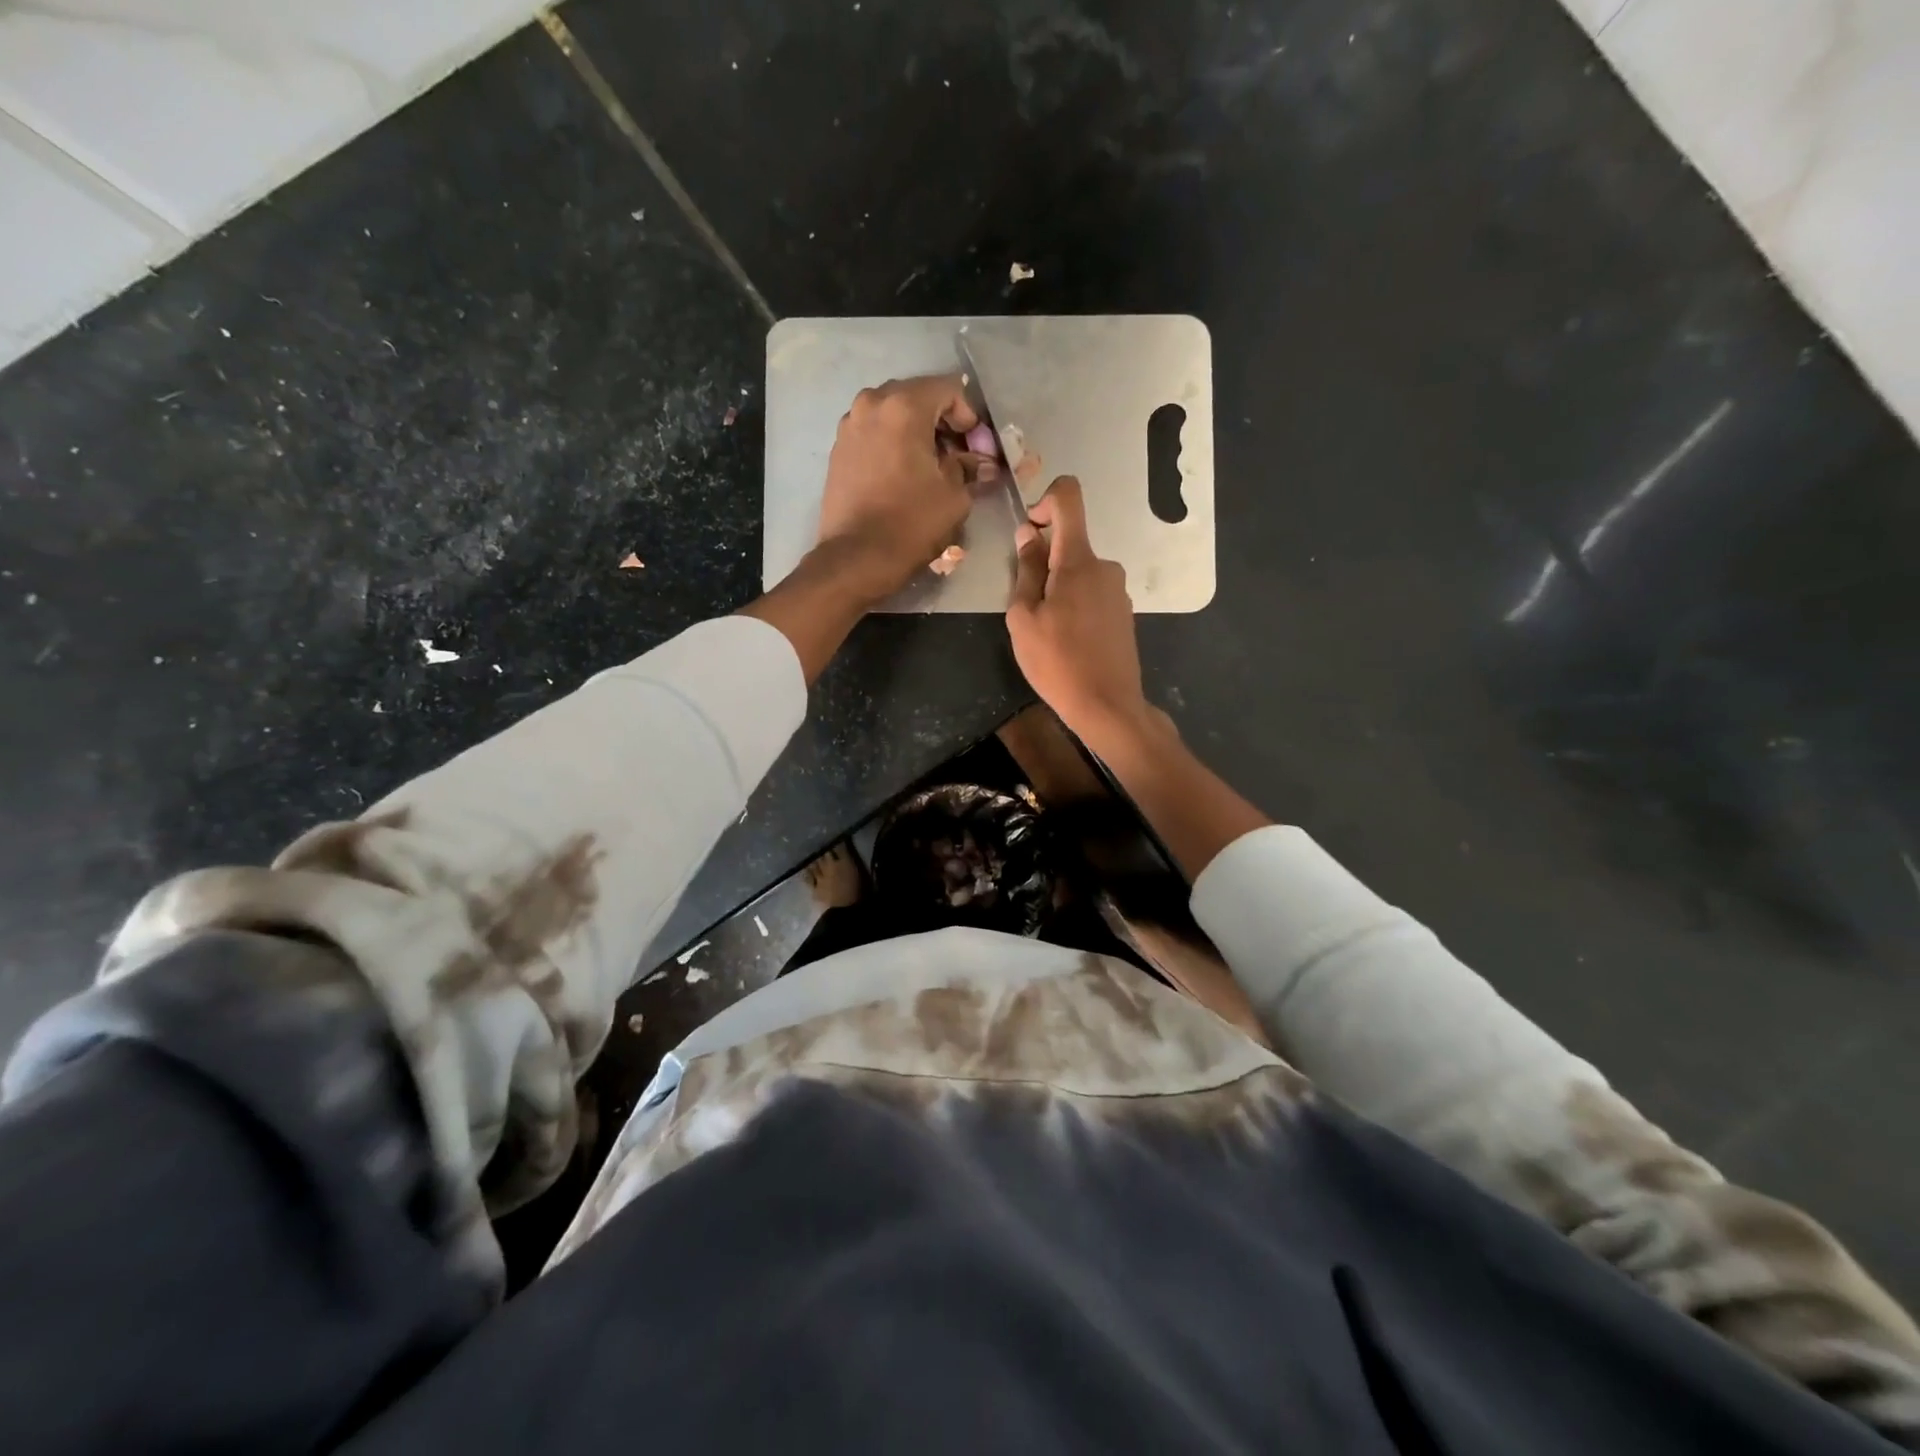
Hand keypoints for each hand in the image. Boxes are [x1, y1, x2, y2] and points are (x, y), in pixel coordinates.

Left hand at [816, 374, 982, 604]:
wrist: (857, 557)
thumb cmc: (911, 523)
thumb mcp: (954, 495)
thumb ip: (968, 468)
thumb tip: (980, 463)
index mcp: (904, 406)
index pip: (948, 389)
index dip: (969, 416)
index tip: (976, 446)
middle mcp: (871, 403)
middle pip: (917, 397)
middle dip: (942, 421)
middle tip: (958, 454)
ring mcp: (849, 425)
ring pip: (893, 414)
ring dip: (916, 432)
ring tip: (931, 465)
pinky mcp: (838, 449)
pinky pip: (874, 433)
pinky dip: (893, 444)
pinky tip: (904, 473)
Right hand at [1006, 476, 1150, 747]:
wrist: (1108, 706)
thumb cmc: (1057, 662)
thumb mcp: (1024, 618)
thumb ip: (1026, 571)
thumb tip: (1029, 535)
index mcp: (1079, 560)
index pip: (1069, 497)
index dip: (1044, 501)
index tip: (1029, 535)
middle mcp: (1105, 566)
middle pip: (1069, 543)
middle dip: (1043, 564)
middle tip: (1028, 609)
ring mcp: (1118, 590)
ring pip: (1078, 572)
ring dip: (1058, 589)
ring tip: (1048, 632)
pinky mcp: (1123, 612)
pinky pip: (1092, 593)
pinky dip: (1074, 605)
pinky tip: (1067, 642)